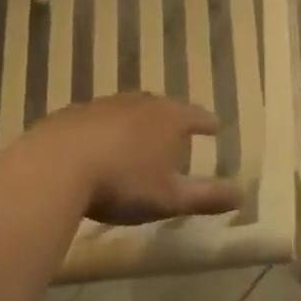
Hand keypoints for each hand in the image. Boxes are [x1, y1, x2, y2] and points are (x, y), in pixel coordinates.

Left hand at [24, 94, 242, 224]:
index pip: (196, 116)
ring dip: (139, 122)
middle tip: (178, 130)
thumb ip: (205, 197)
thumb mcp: (169, 198)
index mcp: (168, 119)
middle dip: (172, 118)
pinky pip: (100, 119)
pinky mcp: (75, 113)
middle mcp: (140, 103)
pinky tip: (101, 144)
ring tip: (141, 136)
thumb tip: (243, 194)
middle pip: (163, 106)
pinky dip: (107, 129)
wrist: (57, 165)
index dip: (207, 123)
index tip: (217, 127)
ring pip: (130, 109)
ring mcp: (105, 104)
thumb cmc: (123, 182)